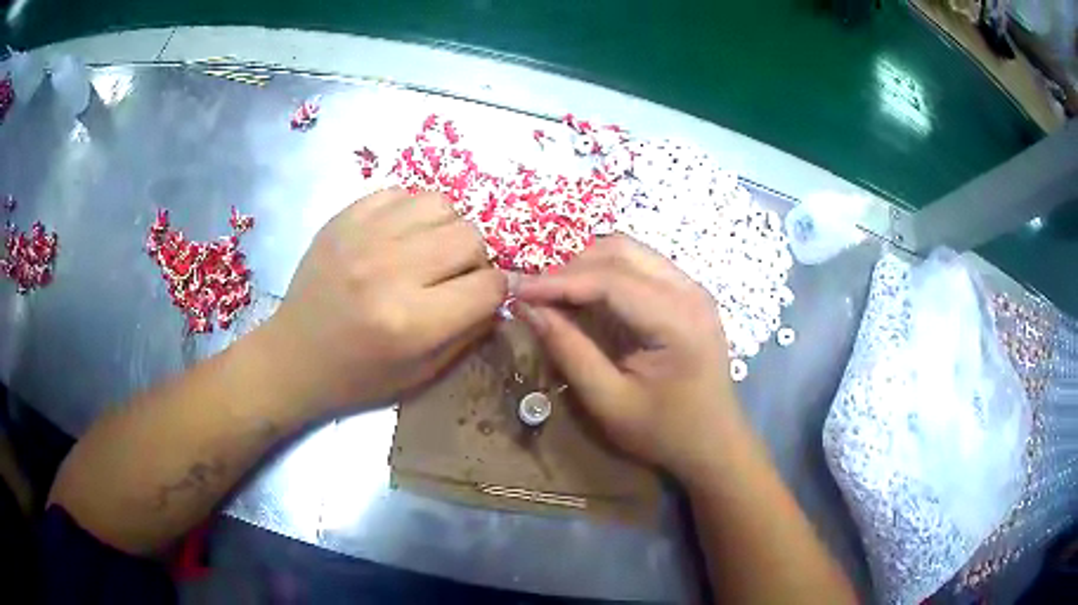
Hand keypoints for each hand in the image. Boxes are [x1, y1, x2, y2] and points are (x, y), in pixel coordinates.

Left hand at [263, 188, 506, 410]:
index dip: (496, 291)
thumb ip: (469, 331)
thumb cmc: (358, 376)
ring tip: (427, 251)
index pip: (489, 286)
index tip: (483, 296)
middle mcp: (389, 271)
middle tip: (454, 276)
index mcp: (411, 322)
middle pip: (470, 237)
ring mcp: (363, 237)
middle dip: (474, 259)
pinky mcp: (343, 219)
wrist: (294, 356)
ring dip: (445, 229)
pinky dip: (411, 213)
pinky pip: (401, 192)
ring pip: (441, 204)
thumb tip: (499, 292)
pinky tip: (399, 236)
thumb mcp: (422, 373)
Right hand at [516, 235, 742, 479]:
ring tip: (554, 293)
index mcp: (678, 320)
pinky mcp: (688, 294)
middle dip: (571, 266)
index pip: (610, 279)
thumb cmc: (665, 432)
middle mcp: (690, 291)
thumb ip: (569, 351)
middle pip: (621, 251)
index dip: (558, 281)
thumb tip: (528, 308)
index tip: (517, 290)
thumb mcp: (610, 402)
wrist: (716, 443)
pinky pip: (640, 265)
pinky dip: (606, 272)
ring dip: (587, 265)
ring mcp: (693, 288)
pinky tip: (585, 296)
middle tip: (535, 293)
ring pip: (630, 251)